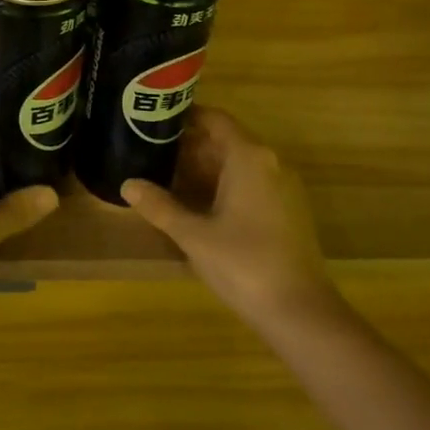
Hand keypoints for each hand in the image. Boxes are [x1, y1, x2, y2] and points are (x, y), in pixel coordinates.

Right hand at [120, 108, 339, 329]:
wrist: (301, 312)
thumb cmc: (244, 264)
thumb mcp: (194, 235)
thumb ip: (160, 207)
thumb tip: (128, 184)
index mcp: (249, 157)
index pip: (215, 119)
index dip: (186, 116)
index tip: (157, 119)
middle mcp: (270, 163)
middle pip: (226, 141)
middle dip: (190, 146)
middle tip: (153, 152)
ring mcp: (283, 187)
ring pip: (239, 164)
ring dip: (206, 169)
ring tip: (168, 177)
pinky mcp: (288, 211)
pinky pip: (252, 183)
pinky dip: (225, 186)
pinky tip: (199, 206)